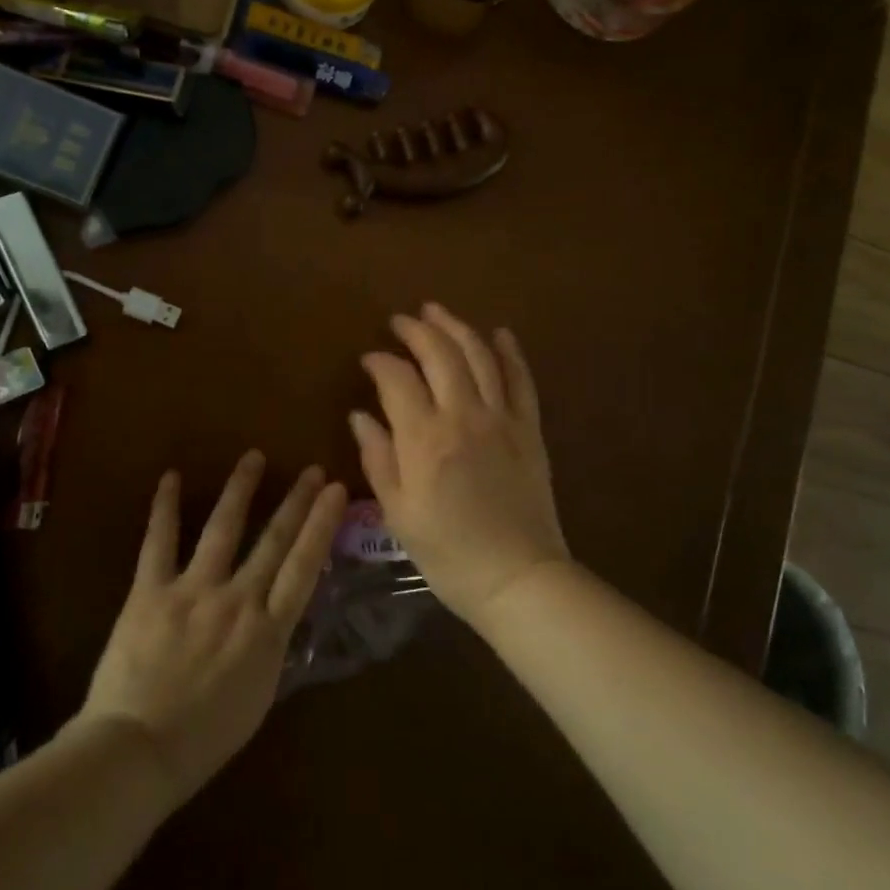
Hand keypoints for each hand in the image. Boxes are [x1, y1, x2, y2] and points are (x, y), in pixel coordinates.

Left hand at [80, 451, 346, 803]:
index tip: (336, 491)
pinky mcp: (150, 591)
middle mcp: (237, 599)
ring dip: (241, 490)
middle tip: (312, 469)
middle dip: (296, 501)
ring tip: (254, 457)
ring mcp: (193, 590)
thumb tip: (277, 615)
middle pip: (273, 540)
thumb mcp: (258, 695)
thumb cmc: (204, 738)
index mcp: (268, 630)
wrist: (138, 752)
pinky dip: (165, 508)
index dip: (322, 524)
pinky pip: (158, 542)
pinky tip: (172, 477)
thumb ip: (270, 647)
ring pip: (223, 529)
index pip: (305, 566)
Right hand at [350, 303, 570, 626]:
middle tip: (400, 320)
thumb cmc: (448, 553)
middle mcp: (464, 416)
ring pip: (479, 356)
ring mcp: (502, 418)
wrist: (517, 577)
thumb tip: (360, 415)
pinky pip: (522, 379)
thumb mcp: (398, 512)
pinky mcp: (529, 428)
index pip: (397, 379)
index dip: (380, 361)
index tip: (368, 359)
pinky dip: (510, 352)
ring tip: (437, 311)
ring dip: (457, 327)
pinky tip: (499, 333)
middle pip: (440, 354)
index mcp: (425, 439)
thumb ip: (378, 458)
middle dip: (417, 330)